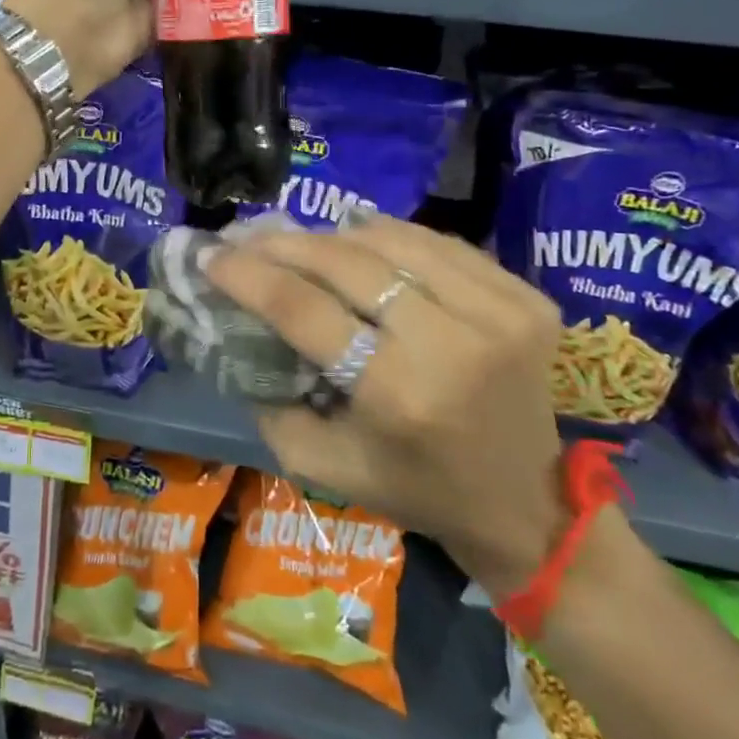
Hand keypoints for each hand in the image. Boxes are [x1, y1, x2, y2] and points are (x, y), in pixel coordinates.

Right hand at [205, 214, 569, 598]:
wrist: (527, 505)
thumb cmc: (416, 489)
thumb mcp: (324, 464)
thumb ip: (270, 401)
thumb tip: (235, 329)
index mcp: (398, 394)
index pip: (304, 309)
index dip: (248, 274)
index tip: (210, 253)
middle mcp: (452, 343)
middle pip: (347, 262)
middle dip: (285, 243)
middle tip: (248, 237)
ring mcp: (499, 313)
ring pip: (393, 240)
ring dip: (335, 234)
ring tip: (303, 240)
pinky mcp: (528, 298)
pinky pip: (440, 243)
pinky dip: (391, 237)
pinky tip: (363, 243)